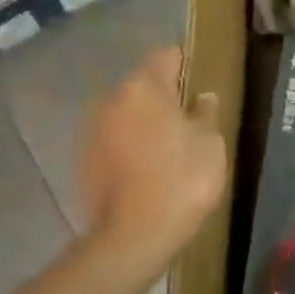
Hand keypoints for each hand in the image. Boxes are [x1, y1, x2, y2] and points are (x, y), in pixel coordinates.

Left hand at [75, 46, 226, 277]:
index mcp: (144, 87)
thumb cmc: (181, 179)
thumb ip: (205, 113)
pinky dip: (130, 147)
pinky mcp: (84, 161)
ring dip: (145, 123)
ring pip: (127, 114)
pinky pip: (115, 141)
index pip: (167, 56)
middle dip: (165, 97)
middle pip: (144, 86)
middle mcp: (112, 100)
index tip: (201, 84)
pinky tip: (148, 170)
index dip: (187, 65)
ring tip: (169, 148)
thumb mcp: (210, 143)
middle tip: (190, 120)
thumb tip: (202, 97)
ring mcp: (93, 131)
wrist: (133, 237)